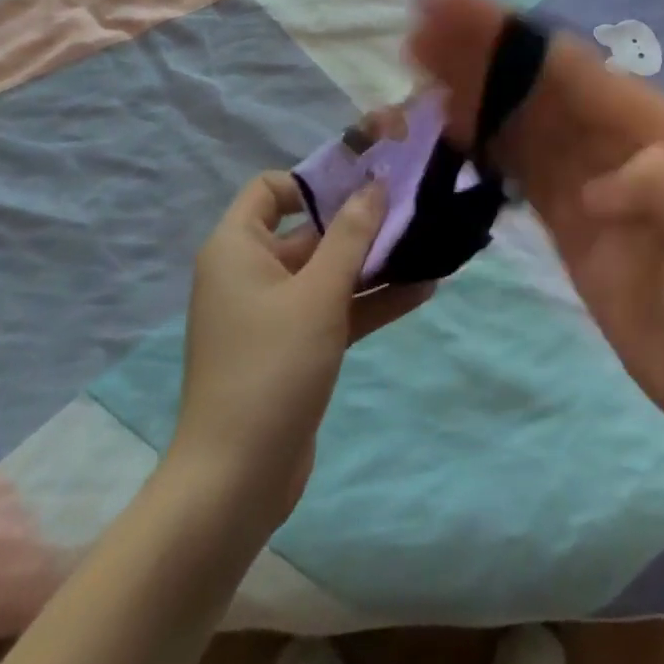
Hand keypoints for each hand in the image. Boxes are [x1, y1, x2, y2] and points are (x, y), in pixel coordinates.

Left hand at [167, 172, 431, 531]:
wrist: (235, 483)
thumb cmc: (271, 368)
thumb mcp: (318, 293)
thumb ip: (351, 235)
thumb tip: (375, 184)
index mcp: (238, 248)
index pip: (270, 189)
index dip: (313, 180)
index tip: (362, 181)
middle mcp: (251, 272)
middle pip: (309, 229)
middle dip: (360, 220)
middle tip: (413, 206)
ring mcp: (273, 313)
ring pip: (328, 271)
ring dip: (374, 261)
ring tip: (428, 243)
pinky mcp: (294, 347)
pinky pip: (334, 308)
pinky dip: (370, 299)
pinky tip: (422, 288)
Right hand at [406, 0, 663, 468]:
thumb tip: (594, 184)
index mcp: (652, 127)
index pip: (571, 70)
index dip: (513, 39)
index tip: (457, 13)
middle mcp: (613, 138)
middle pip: (536, 83)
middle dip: (481, 51)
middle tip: (420, 26)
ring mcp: (585, 176)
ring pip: (519, 117)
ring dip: (472, 87)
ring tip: (419, 62)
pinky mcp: (564, 214)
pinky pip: (516, 164)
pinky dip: (481, 139)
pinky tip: (447, 125)